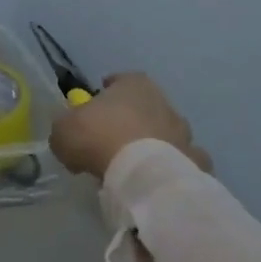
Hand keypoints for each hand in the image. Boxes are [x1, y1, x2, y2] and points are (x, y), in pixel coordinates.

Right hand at [49, 72, 207, 179]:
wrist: (141, 175)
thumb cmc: (98, 138)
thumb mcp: (63, 130)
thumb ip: (66, 129)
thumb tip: (69, 137)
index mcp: (135, 86)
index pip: (123, 80)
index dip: (108, 91)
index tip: (96, 105)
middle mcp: (165, 104)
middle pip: (147, 108)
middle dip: (132, 120)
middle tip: (112, 139)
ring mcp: (185, 135)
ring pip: (168, 135)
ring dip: (154, 145)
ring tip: (134, 165)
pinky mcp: (197, 165)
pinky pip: (181, 164)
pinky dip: (170, 170)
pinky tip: (154, 181)